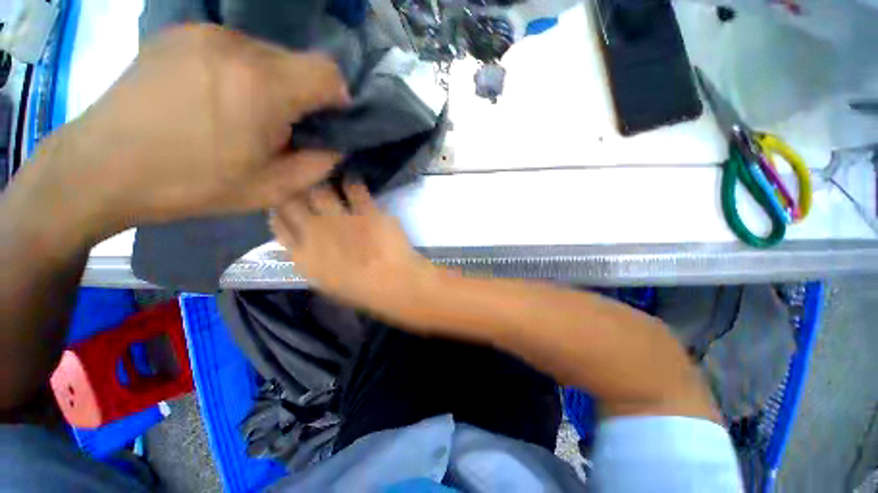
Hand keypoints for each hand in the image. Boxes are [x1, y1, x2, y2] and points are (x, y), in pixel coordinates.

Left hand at [30, 24, 348, 239]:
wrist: (101, 167)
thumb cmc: (191, 184)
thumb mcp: (272, 189)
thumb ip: (318, 164)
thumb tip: (335, 144)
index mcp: (262, 86)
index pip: (328, 72)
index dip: (338, 98)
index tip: (326, 122)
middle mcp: (236, 45)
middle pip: (298, 61)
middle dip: (303, 95)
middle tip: (282, 128)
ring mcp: (204, 33)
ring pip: (267, 54)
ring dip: (272, 84)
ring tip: (245, 115)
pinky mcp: (180, 33)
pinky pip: (234, 49)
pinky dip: (242, 72)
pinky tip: (217, 99)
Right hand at [270, 183, 439, 320]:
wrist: (394, 282)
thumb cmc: (362, 292)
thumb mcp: (329, 284)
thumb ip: (314, 262)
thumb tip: (307, 246)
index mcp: (303, 255)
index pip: (279, 224)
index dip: (281, 211)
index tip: (288, 205)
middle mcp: (315, 231)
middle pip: (292, 201)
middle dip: (296, 192)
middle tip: (305, 187)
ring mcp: (341, 217)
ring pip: (321, 189)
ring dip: (324, 184)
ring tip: (329, 180)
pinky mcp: (365, 209)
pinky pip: (354, 188)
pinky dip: (353, 184)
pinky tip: (355, 183)